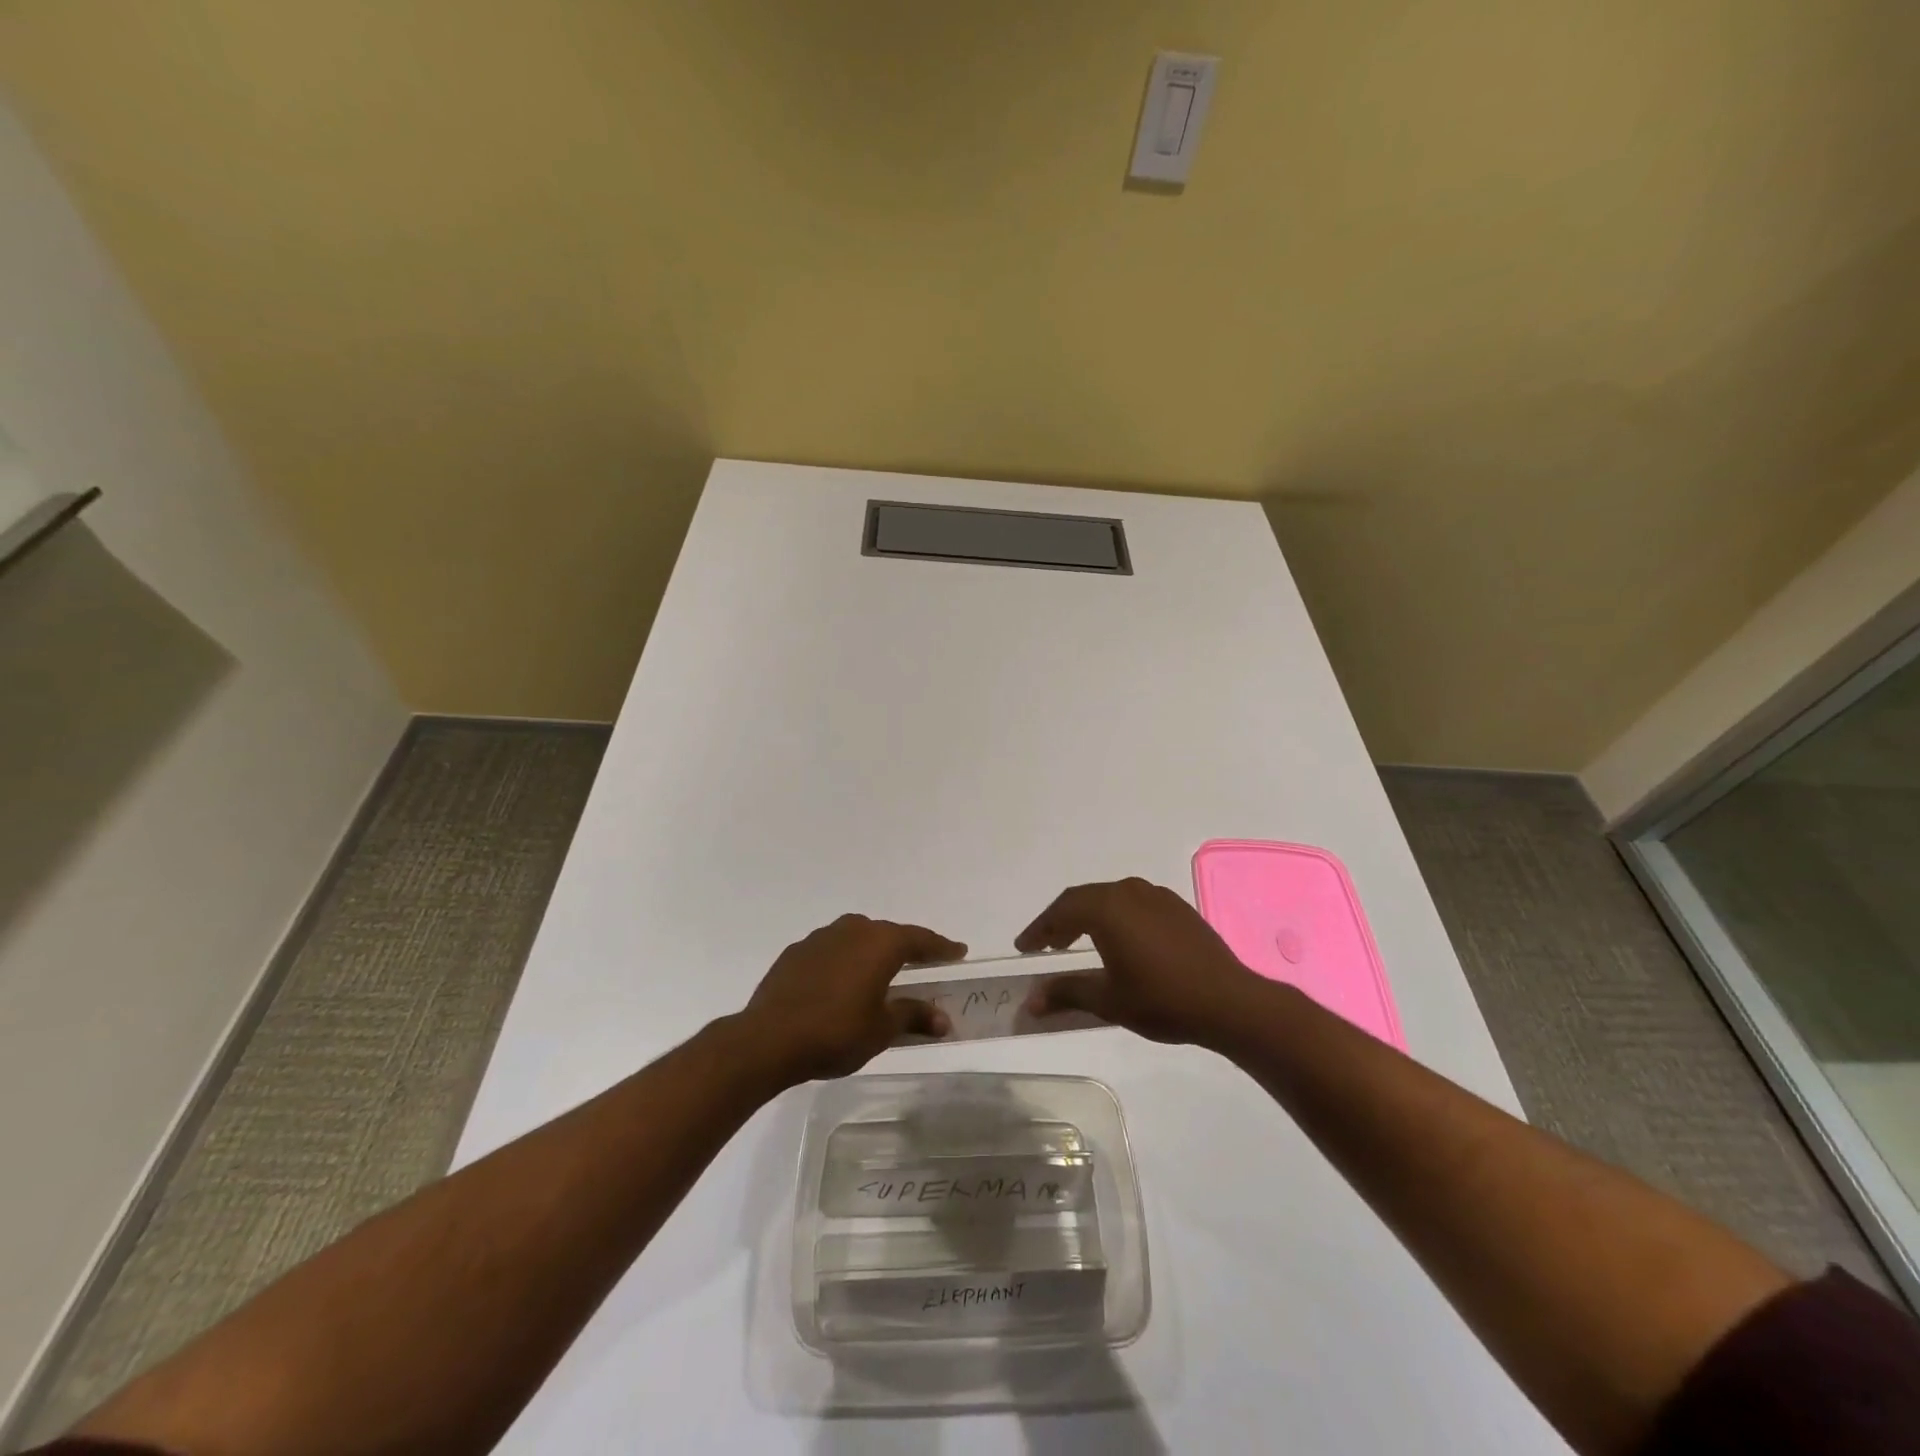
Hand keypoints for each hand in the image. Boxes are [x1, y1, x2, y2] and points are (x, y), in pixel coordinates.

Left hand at [737, 914, 966, 1082]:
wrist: (768, 1039)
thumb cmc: (835, 1033)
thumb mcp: (882, 1029)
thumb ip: (913, 1016)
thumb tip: (944, 1019)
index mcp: (880, 944)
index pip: (920, 939)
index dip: (941, 946)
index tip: (959, 951)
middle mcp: (852, 930)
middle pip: (888, 933)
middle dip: (906, 947)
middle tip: (922, 962)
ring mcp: (820, 938)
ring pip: (857, 937)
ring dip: (872, 951)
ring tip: (880, 971)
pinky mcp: (796, 952)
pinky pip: (831, 949)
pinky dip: (844, 960)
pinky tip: (841, 982)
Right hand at [1017, 877, 1263, 1046]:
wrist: (1229, 1002)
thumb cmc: (1162, 1000)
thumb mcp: (1108, 1000)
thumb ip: (1066, 993)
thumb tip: (1031, 1001)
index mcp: (1107, 908)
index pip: (1061, 911)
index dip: (1038, 929)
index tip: (1023, 947)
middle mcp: (1128, 891)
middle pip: (1083, 899)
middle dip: (1060, 921)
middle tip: (1045, 945)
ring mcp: (1156, 896)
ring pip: (1109, 898)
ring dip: (1087, 916)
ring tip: (1076, 942)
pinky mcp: (1176, 907)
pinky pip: (1133, 903)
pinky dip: (1114, 916)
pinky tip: (1118, 940)